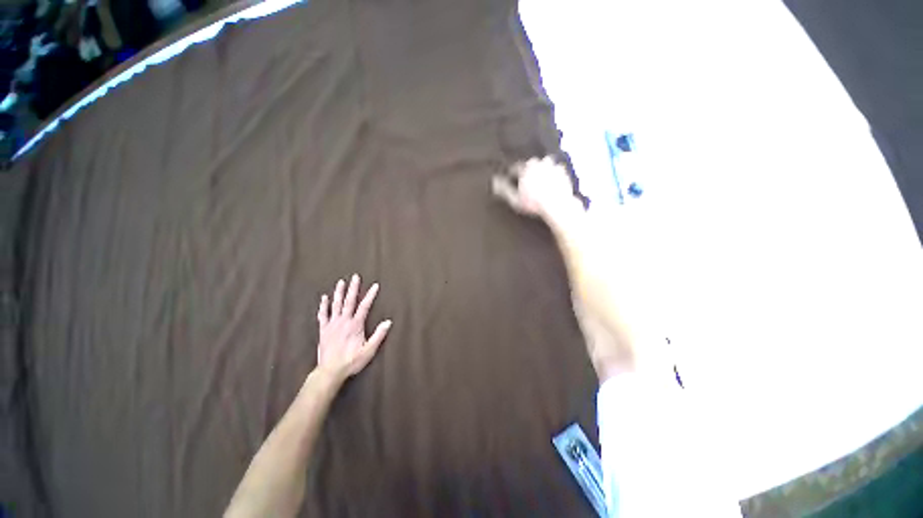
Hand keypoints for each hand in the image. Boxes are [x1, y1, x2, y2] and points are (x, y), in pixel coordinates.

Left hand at [316, 275, 391, 384]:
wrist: (330, 371)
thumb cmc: (351, 361)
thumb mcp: (369, 350)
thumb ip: (378, 335)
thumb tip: (388, 322)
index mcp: (355, 325)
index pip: (364, 306)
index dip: (370, 295)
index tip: (375, 285)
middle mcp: (343, 321)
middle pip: (349, 301)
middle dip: (353, 288)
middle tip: (355, 276)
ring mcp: (332, 324)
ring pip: (336, 305)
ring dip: (339, 293)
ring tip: (341, 282)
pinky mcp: (323, 330)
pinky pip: (323, 315)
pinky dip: (323, 306)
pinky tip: (324, 298)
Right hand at [492, 156, 581, 219]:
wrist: (557, 206)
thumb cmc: (534, 204)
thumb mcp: (514, 199)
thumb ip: (503, 189)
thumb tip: (494, 181)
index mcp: (526, 167)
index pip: (514, 168)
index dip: (511, 175)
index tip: (510, 180)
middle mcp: (539, 162)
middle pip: (529, 165)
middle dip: (526, 173)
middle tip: (524, 184)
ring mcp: (552, 166)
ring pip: (542, 166)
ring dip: (538, 172)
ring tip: (537, 184)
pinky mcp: (562, 172)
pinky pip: (553, 170)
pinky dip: (550, 175)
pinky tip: (549, 184)